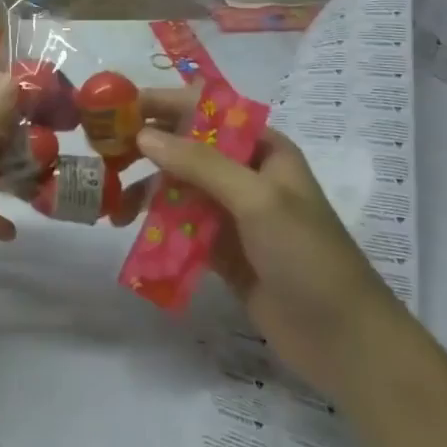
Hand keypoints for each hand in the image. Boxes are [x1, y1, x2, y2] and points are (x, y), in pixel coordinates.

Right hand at [125, 88, 409, 397]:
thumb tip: (143, 135)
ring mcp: (231, 213)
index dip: (162, 103)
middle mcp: (244, 173)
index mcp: (262, 149)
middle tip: (103, 155)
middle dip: (145, 148)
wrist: (344, 342)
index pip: (205, 110)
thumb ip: (200, 163)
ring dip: (144, 190)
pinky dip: (154, 224)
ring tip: (111, 204)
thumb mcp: (257, 199)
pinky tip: (128, 231)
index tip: (117, 108)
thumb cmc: (308, 256)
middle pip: (185, 147)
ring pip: (177, 187)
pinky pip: (179, 225)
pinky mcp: (220, 249)